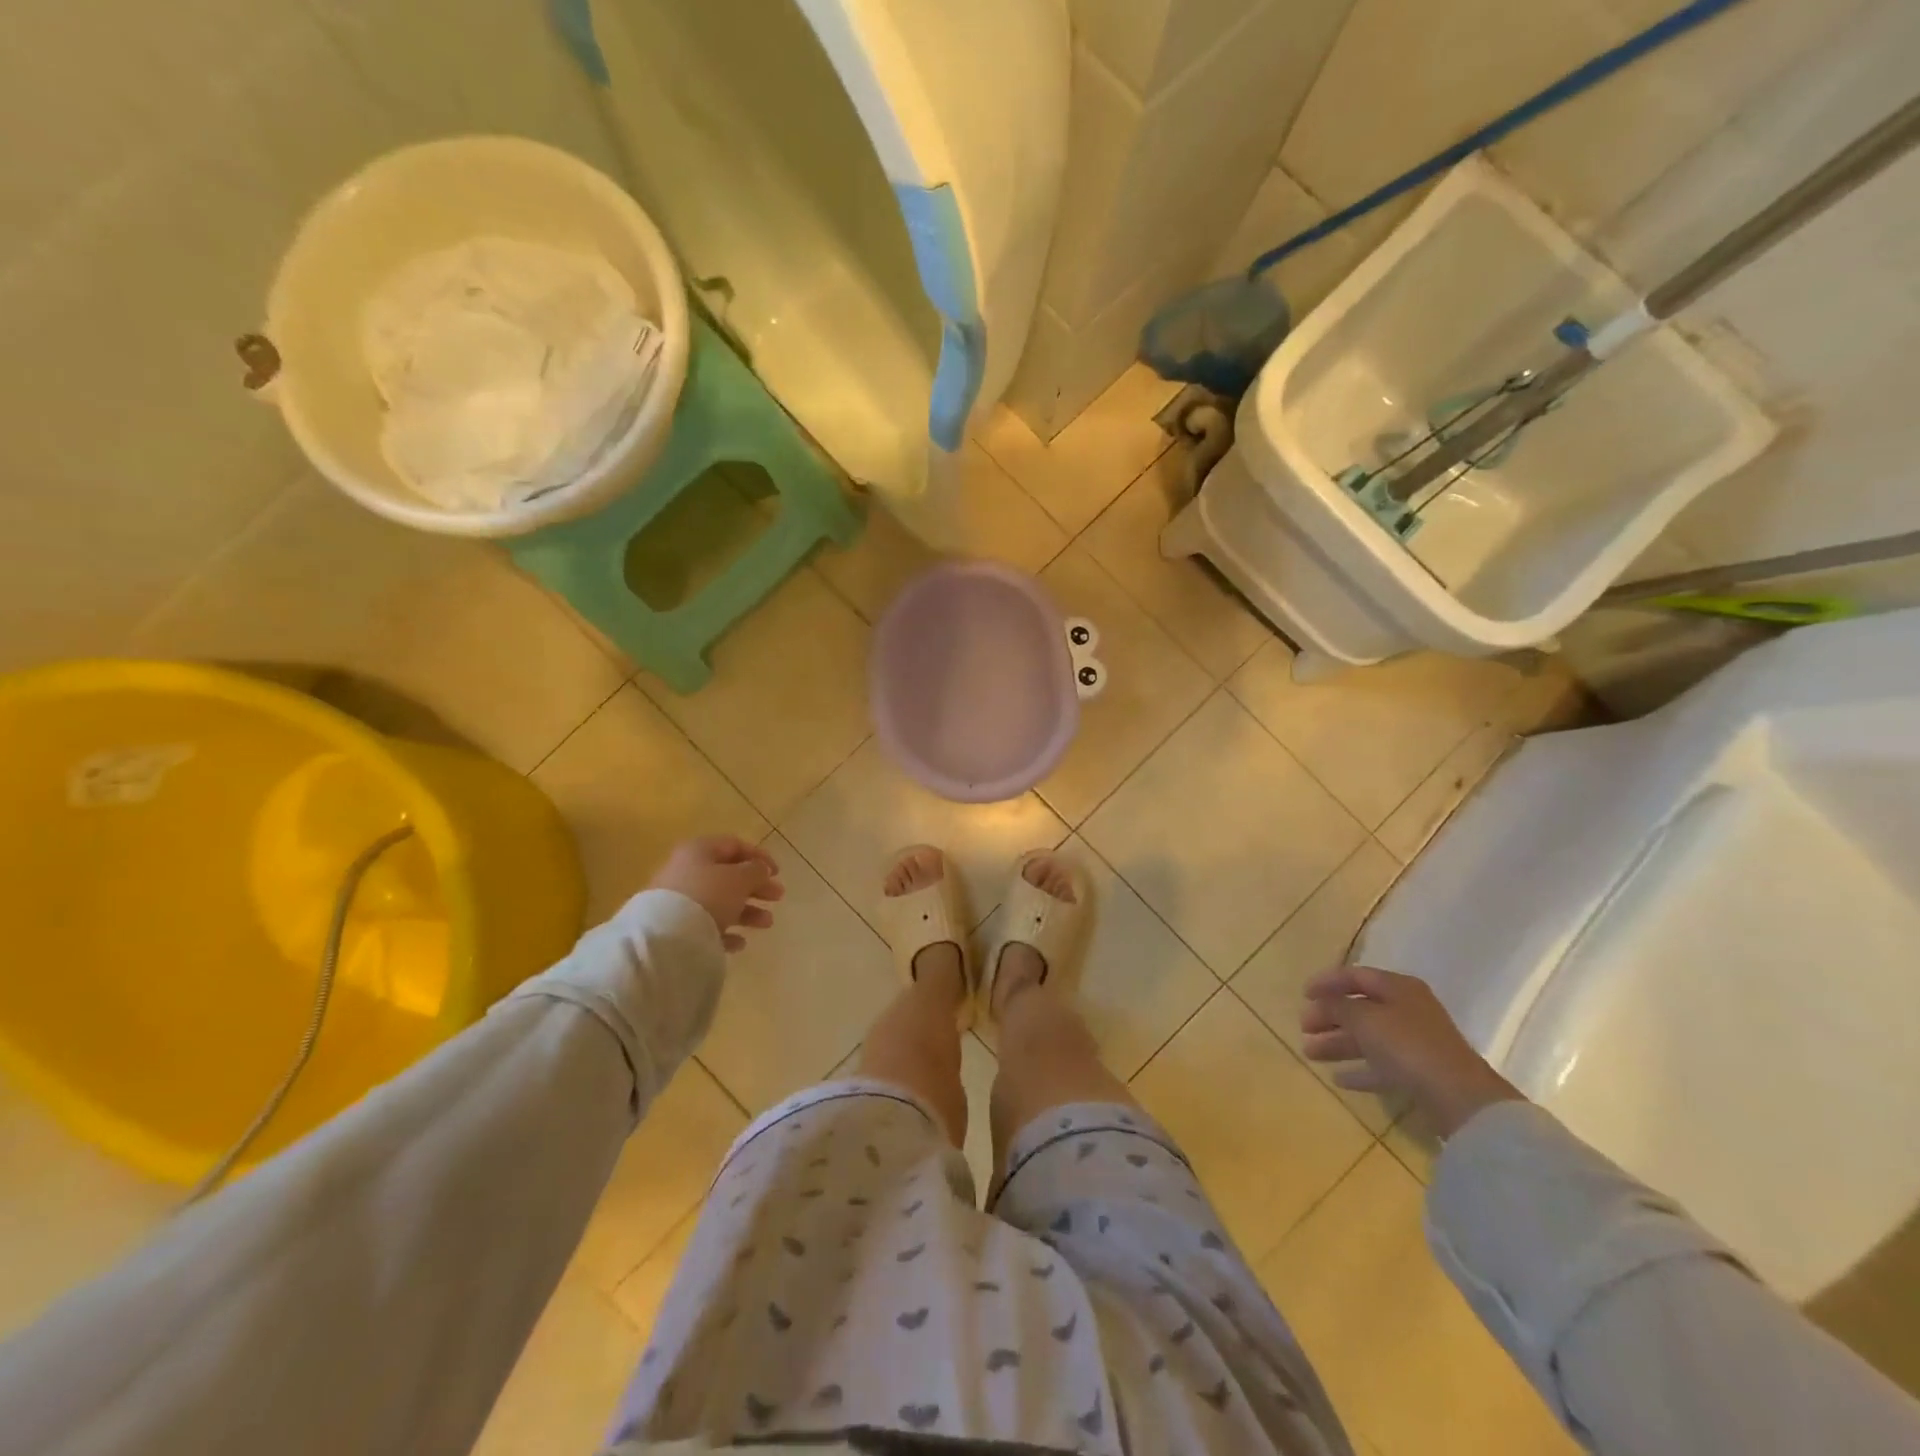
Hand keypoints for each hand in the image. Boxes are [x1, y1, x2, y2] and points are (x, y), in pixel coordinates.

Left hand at [649, 836, 784, 951]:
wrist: (666, 936)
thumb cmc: (708, 895)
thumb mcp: (739, 878)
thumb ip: (756, 871)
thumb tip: (760, 870)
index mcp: (699, 851)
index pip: (734, 845)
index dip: (759, 856)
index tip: (778, 872)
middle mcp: (687, 871)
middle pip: (728, 875)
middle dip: (756, 886)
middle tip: (778, 896)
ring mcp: (679, 901)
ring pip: (720, 902)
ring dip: (747, 911)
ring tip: (767, 923)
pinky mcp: (676, 927)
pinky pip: (707, 926)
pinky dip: (726, 931)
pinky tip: (740, 942)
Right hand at [1300, 964, 1523, 1138]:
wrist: (1459, 1097)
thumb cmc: (1407, 1045)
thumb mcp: (1364, 1018)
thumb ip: (1338, 1006)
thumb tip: (1322, 1002)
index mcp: (1398, 988)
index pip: (1355, 975)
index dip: (1326, 982)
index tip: (1302, 995)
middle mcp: (1407, 1009)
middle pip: (1359, 1007)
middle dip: (1328, 1017)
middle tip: (1303, 1027)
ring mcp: (1415, 1042)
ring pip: (1367, 1037)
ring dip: (1337, 1043)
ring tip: (1310, 1053)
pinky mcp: (1418, 1072)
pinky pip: (1381, 1065)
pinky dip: (1359, 1069)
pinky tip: (1338, 1079)